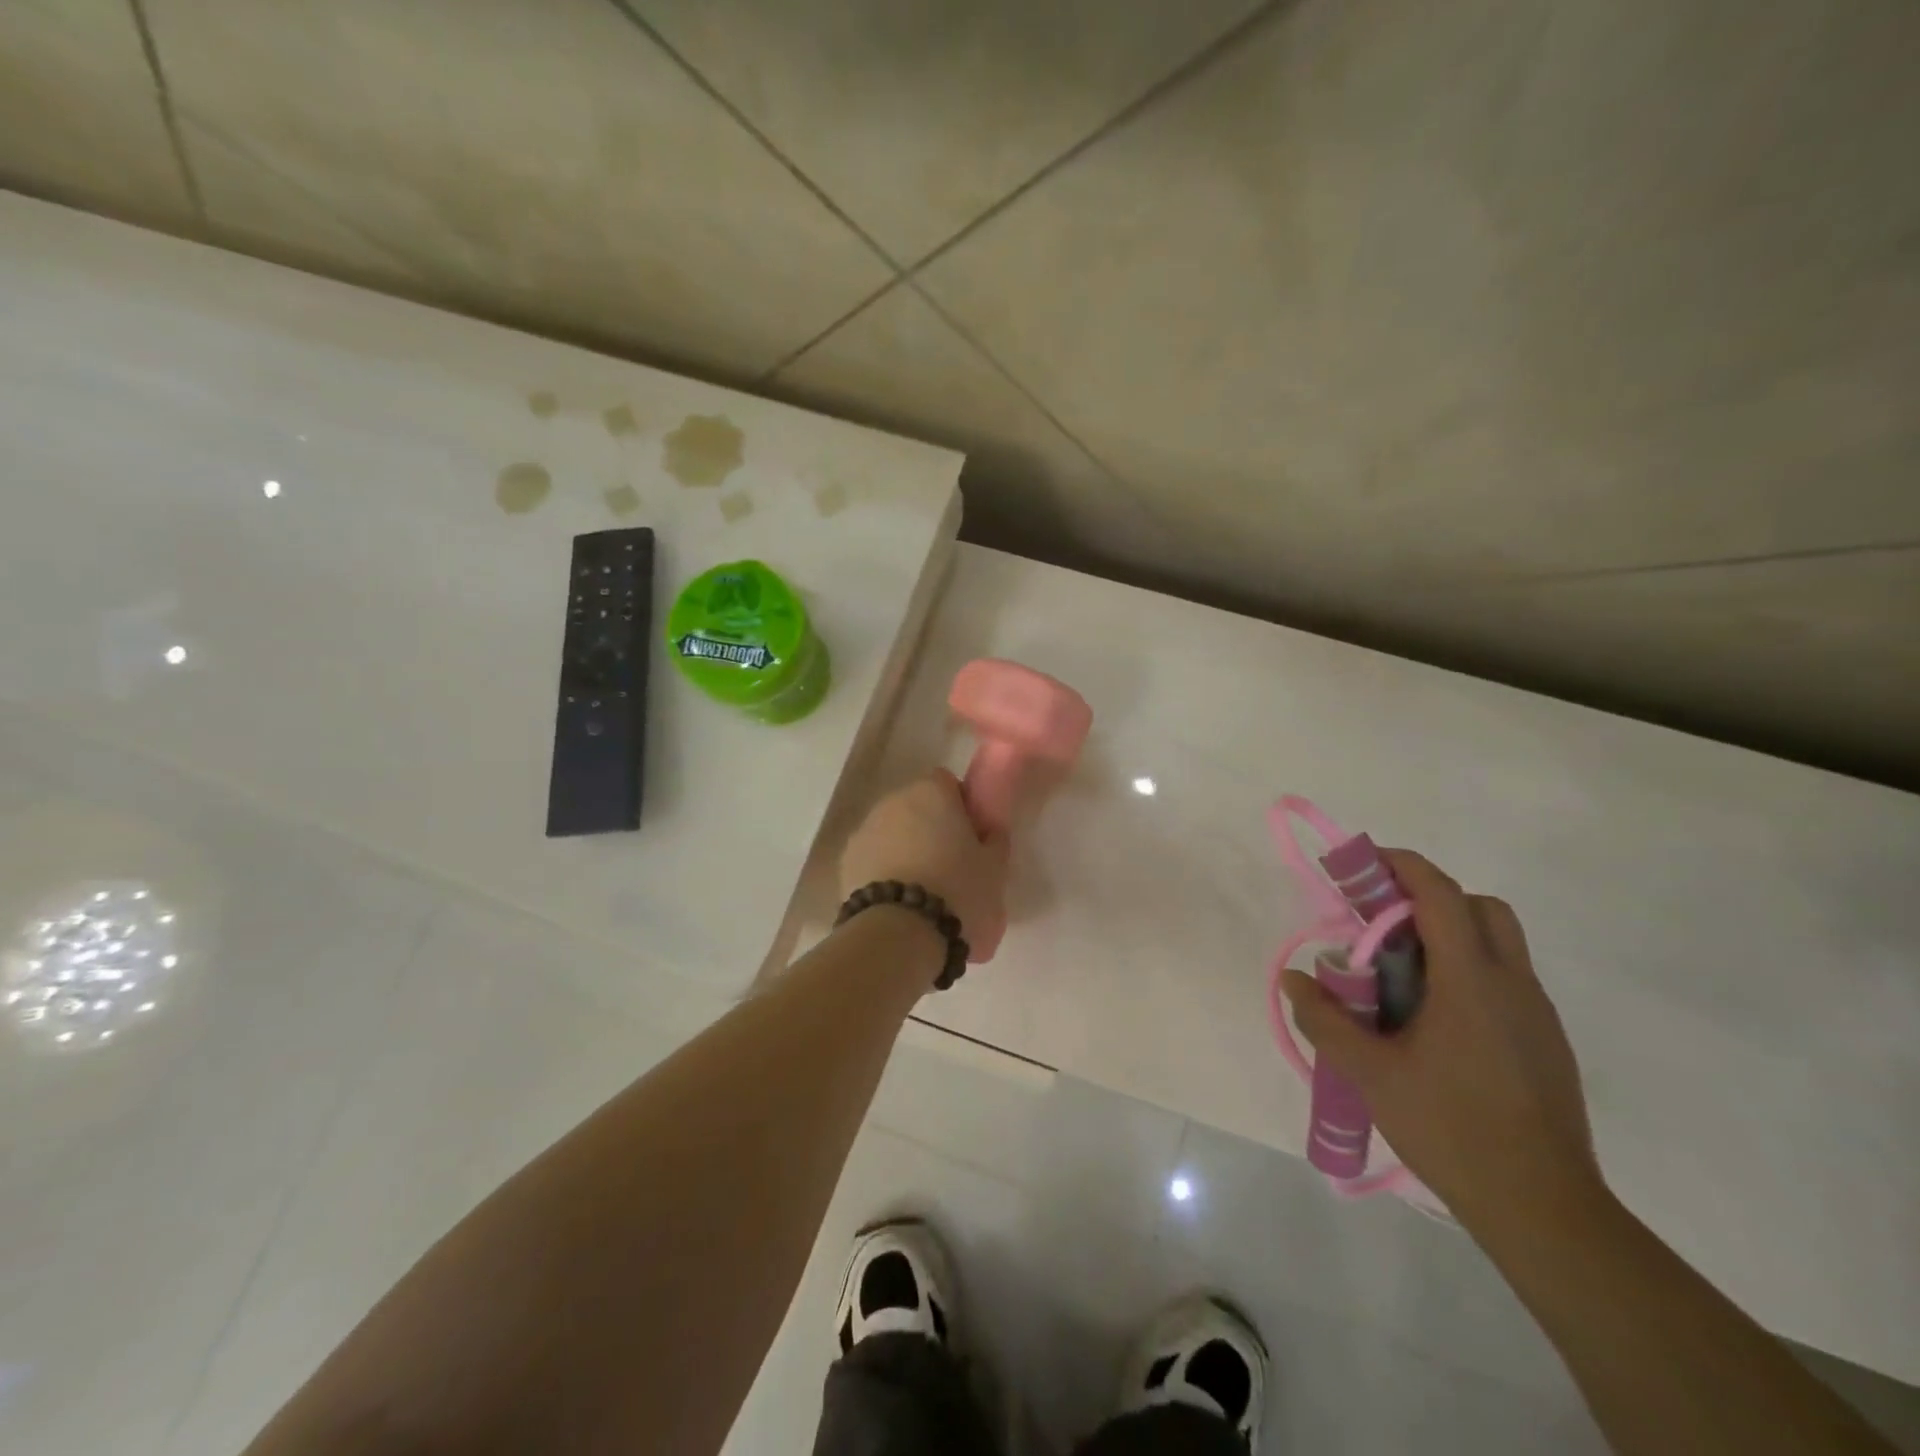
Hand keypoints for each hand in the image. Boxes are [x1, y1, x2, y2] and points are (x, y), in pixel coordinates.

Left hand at [839, 769, 1009, 954]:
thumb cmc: (958, 892)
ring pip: (892, 832)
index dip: (960, 807)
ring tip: (922, 891)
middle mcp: (893, 801)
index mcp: (932, 792)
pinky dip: (883, 871)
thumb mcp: (995, 869)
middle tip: (950, 866)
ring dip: (905, 849)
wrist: (900, 934)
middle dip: (930, 828)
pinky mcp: (845, 862)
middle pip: (916, 806)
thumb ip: (994, 840)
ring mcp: (864, 830)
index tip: (970, 837)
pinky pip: (873, 858)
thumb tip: (988, 831)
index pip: (947, 783)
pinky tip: (898, 902)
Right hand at [1283, 850, 1604, 1233]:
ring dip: (1450, 935)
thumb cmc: (1451, 1129)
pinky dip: (1467, 971)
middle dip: (1431, 897)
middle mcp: (1513, 985)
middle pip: (1481, 908)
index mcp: (1472, 982)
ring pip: (1499, 943)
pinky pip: (1505, 980)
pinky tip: (1433, 1020)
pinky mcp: (1545, 1042)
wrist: (1544, 1209)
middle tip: (1383, 922)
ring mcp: (1536, 1015)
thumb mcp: (1370, 1074)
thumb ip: (1325, 1020)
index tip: (1362, 863)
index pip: (1442, 895)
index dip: (1402, 867)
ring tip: (1401, 973)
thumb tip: (1294, 980)